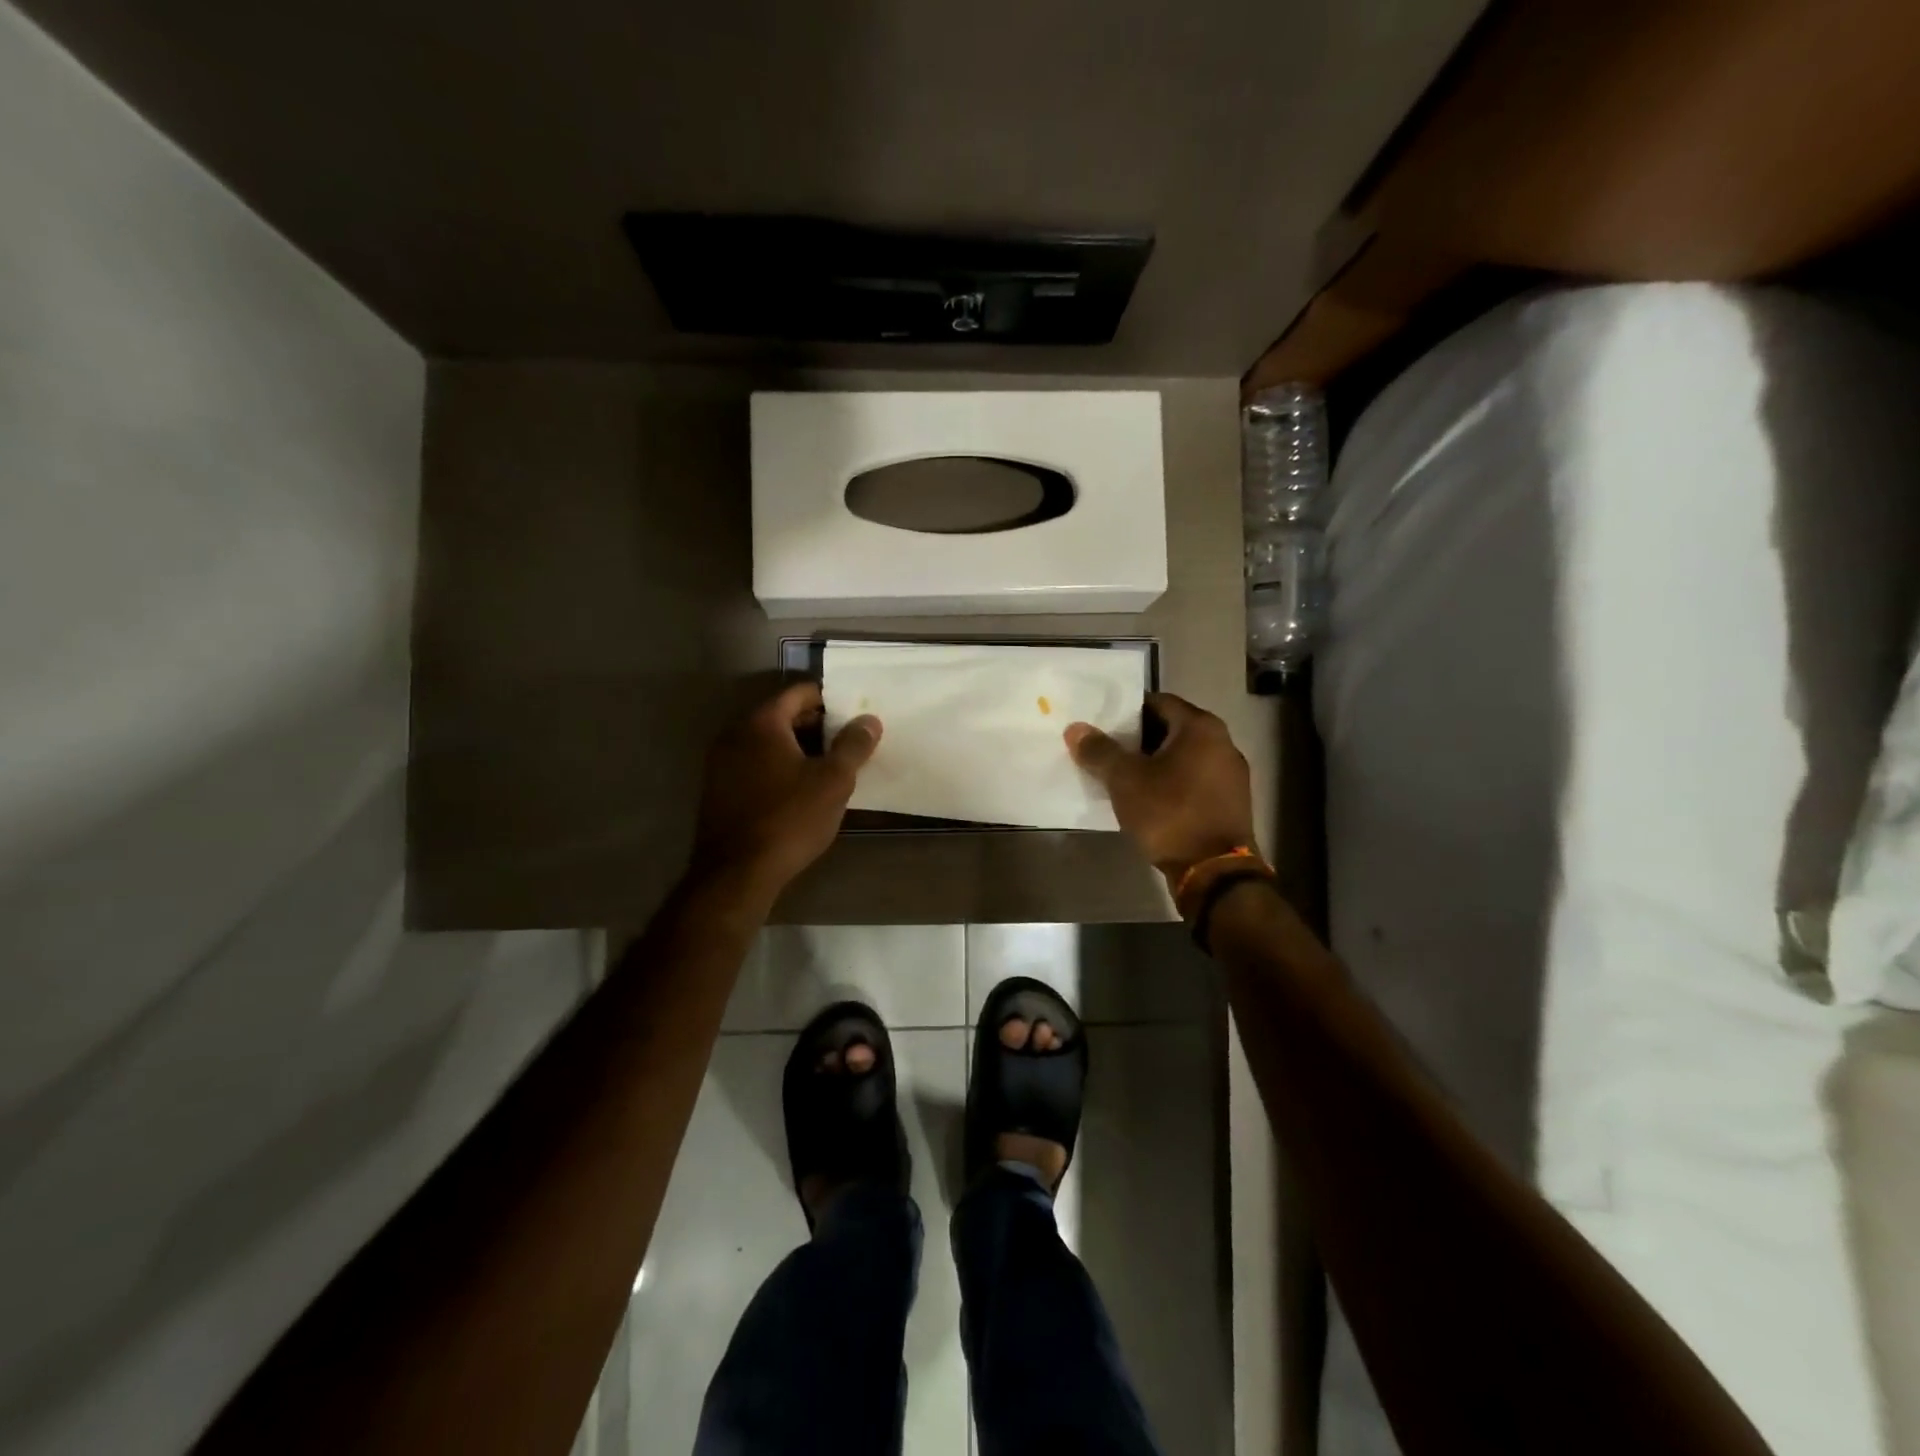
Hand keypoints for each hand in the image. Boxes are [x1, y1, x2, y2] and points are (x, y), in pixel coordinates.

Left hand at [693, 682, 881, 898]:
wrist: (737, 873)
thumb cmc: (790, 819)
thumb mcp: (834, 781)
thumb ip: (853, 745)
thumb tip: (869, 719)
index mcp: (762, 722)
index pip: (799, 692)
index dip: (829, 700)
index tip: (853, 715)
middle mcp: (735, 733)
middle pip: (781, 715)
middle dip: (815, 724)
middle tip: (847, 742)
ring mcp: (720, 762)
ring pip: (767, 742)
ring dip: (797, 748)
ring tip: (828, 767)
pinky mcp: (717, 790)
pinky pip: (754, 764)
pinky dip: (777, 766)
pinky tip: (798, 790)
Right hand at [1064, 692, 1256, 885]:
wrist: (1215, 872)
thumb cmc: (1170, 813)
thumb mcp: (1125, 780)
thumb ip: (1100, 751)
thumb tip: (1075, 728)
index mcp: (1201, 727)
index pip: (1158, 702)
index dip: (1126, 712)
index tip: (1101, 725)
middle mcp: (1223, 742)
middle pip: (1171, 729)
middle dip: (1138, 739)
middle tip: (1107, 750)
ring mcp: (1232, 774)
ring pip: (1183, 757)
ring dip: (1154, 763)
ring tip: (1123, 776)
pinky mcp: (1231, 802)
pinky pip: (1194, 780)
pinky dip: (1171, 783)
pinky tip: (1149, 800)